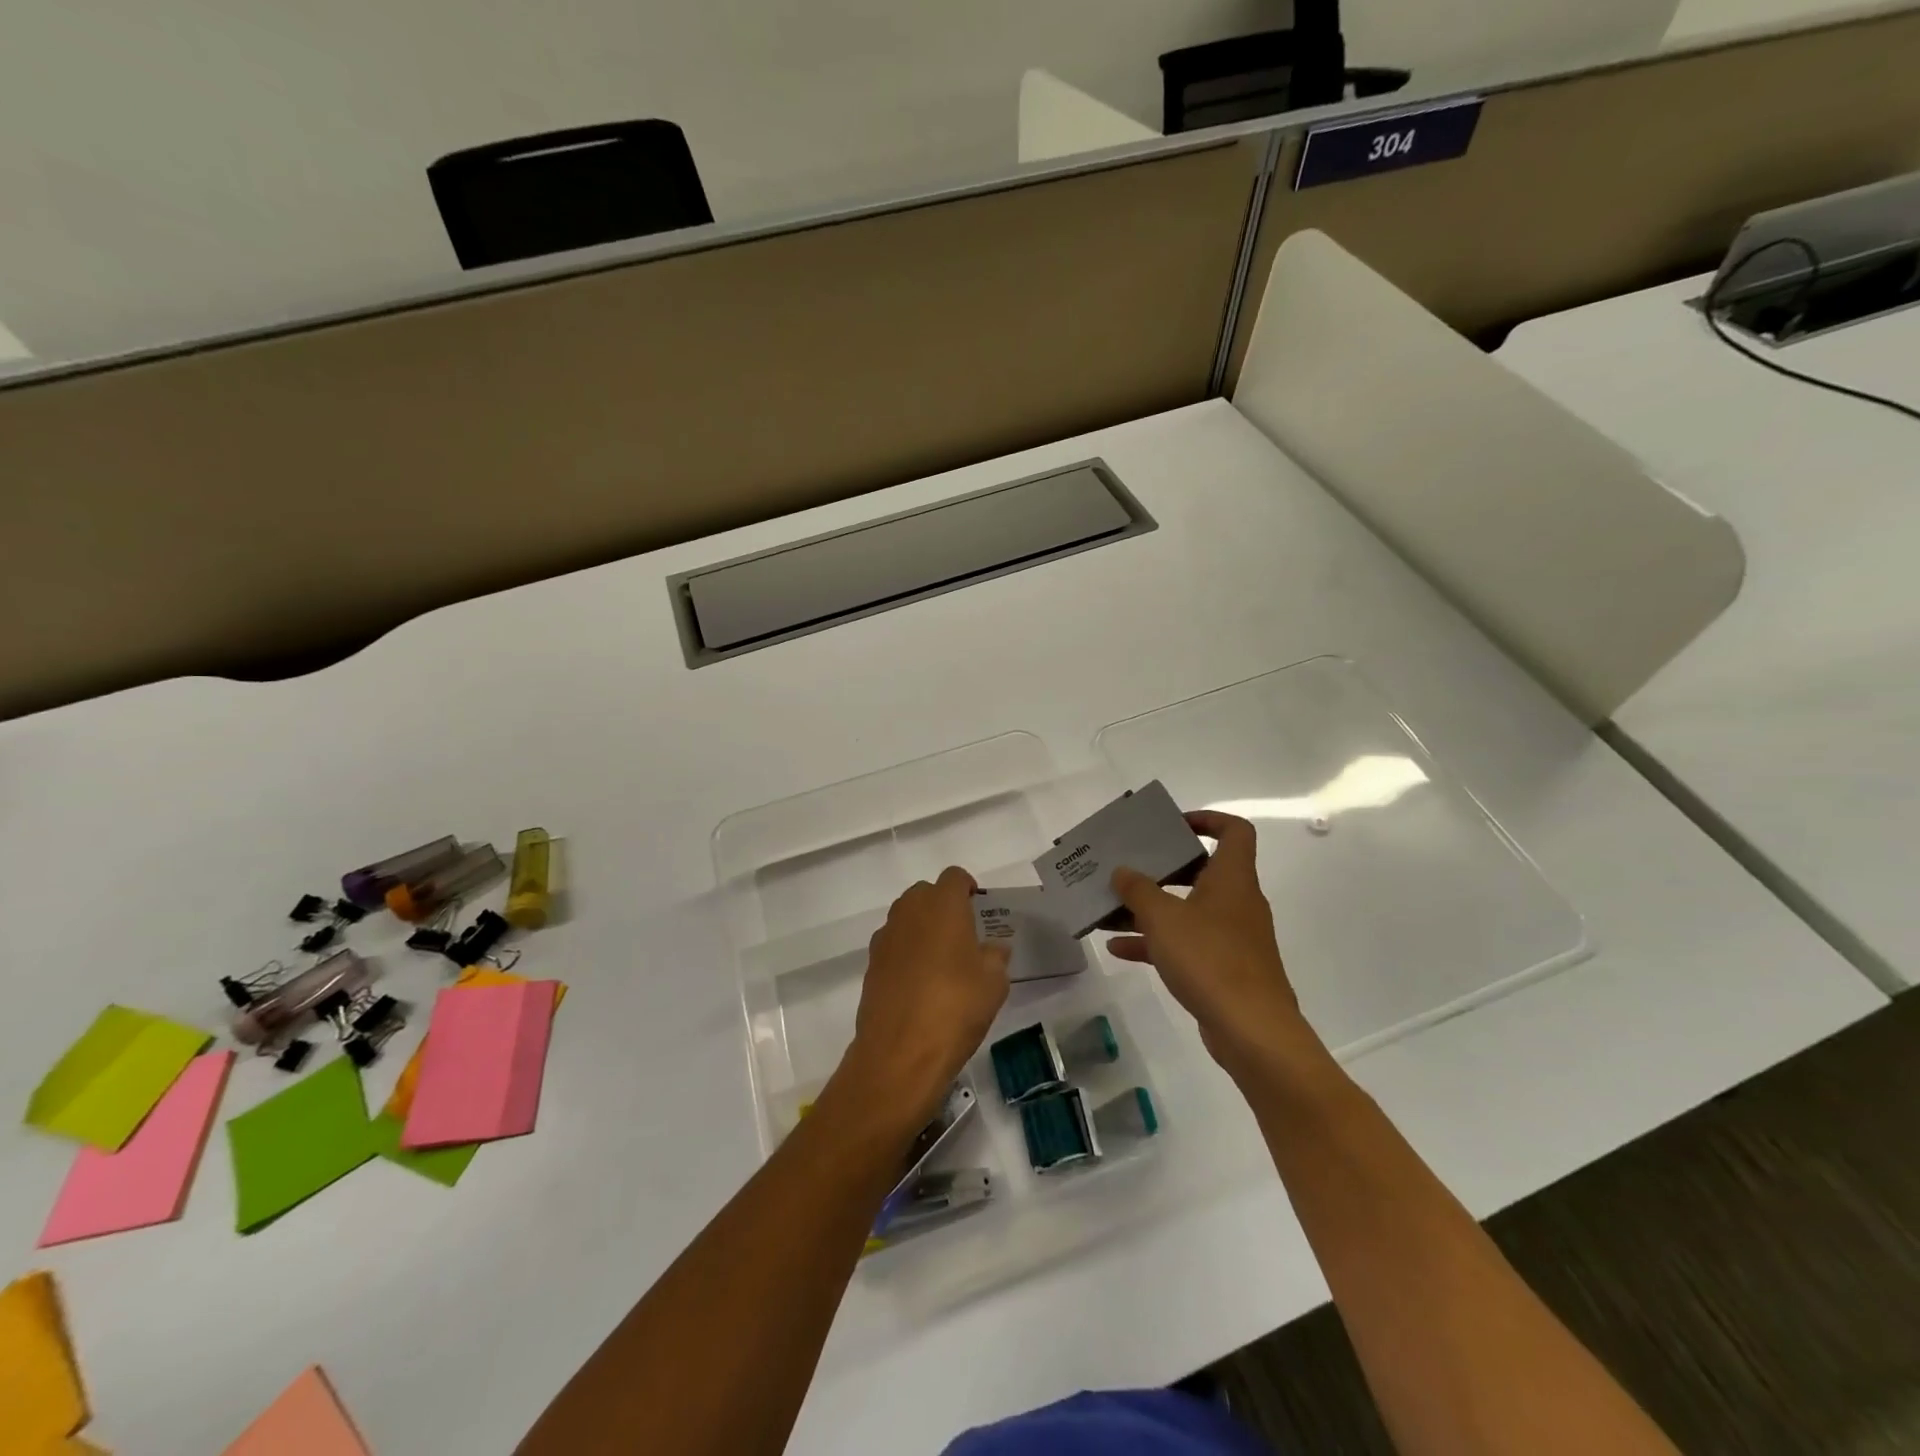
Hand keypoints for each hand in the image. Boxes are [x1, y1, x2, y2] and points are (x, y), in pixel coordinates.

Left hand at [836, 866, 1010, 1131]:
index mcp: (942, 905)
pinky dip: (906, 952)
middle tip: (963, 934)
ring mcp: (885, 937)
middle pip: (926, 893)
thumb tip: (993, 949)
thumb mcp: (994, 983)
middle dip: (943, 905)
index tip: (978, 908)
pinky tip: (919, 983)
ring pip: (906, 917)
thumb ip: (996, 957)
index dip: (967, 888)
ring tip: (942, 960)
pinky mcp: (871, 964)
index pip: (954, 877)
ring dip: (922, 928)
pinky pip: (893, 944)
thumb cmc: (956, 1008)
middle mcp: (909, 911)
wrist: (900, 1053)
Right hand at [1107, 811, 1328, 1086]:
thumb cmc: (1210, 959)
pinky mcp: (1223, 968)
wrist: (1252, 1031)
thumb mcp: (1164, 918)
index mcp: (1232, 878)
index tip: (1173, 826)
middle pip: (1201, 870)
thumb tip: (1123, 871)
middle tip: (1129, 866)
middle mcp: (1236, 901)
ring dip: (1151, 908)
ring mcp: (1231, 937)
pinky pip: (1185, 943)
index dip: (1207, 819)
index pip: (1234, 831)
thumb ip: (1139, 890)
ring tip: (1110, 909)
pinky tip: (1118, 948)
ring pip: (1187, 910)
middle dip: (1162, 868)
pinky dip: (1156, 942)